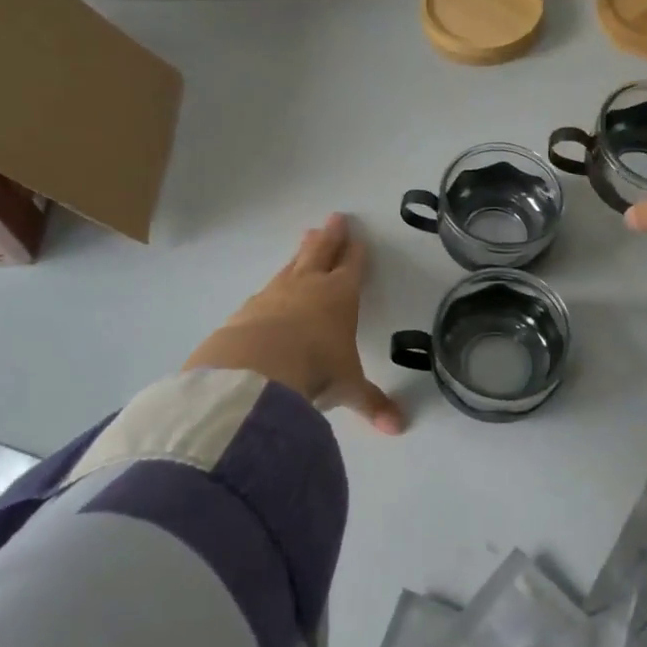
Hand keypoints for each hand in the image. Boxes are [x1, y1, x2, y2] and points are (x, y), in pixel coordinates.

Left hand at [185, 214, 404, 434]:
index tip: (358, 237)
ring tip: (305, 238)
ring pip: (292, 265)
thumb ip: (371, 403)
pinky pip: (265, 290)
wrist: (254, 371)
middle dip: (330, 236)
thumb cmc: (315, 370)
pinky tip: (268, 289)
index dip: (357, 252)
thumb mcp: (347, 388)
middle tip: (333, 218)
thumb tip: (399, 428)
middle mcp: (308, 287)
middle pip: (321, 253)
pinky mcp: (247, 309)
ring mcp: (274, 294)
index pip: (352, 267)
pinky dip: (273, 286)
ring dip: (301, 252)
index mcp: (340, 296)